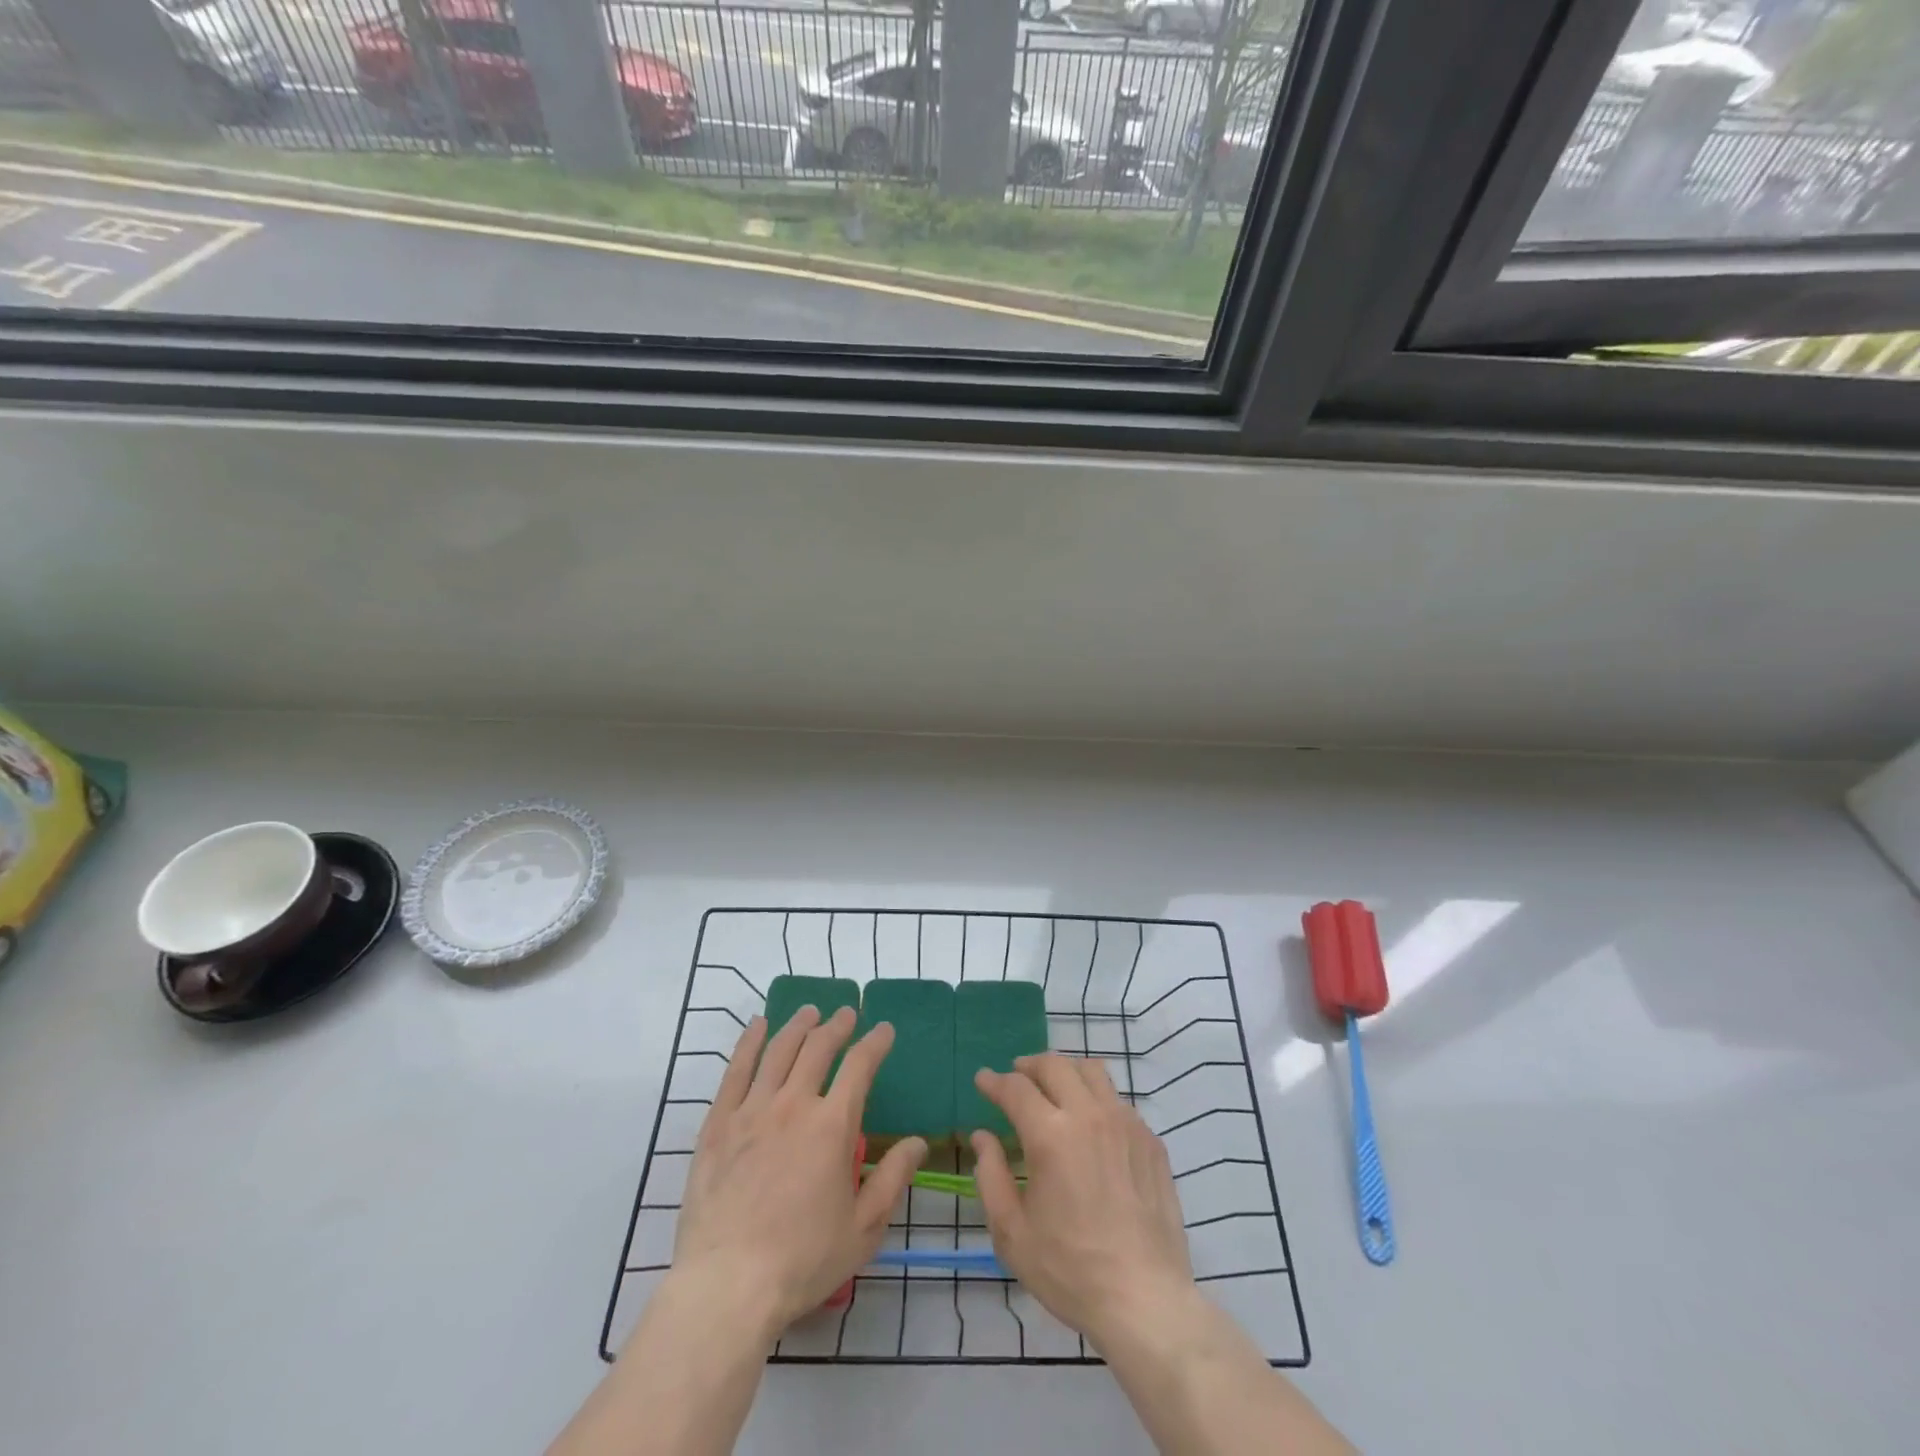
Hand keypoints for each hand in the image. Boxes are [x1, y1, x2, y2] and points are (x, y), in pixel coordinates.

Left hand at [673, 1006, 927, 1334]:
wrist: (727, 1285)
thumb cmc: (802, 1261)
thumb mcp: (863, 1229)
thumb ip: (892, 1178)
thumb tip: (918, 1142)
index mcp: (832, 1126)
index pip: (860, 1066)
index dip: (875, 1042)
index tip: (884, 1030)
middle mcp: (794, 1105)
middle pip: (818, 1047)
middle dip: (837, 1026)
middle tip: (846, 1014)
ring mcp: (752, 1111)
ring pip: (779, 1050)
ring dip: (798, 1025)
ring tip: (809, 1011)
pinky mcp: (718, 1124)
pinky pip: (736, 1070)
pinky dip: (750, 1042)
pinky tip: (758, 1026)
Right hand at [971, 1053, 1194, 1346]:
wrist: (1145, 1300)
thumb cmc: (1070, 1271)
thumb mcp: (1012, 1233)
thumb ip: (991, 1176)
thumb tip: (983, 1136)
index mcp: (1050, 1135)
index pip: (1015, 1088)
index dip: (994, 1081)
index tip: (982, 1079)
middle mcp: (1088, 1115)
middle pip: (1055, 1065)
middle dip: (1029, 1065)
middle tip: (1016, 1076)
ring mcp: (1125, 1123)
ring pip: (1092, 1070)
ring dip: (1066, 1071)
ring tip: (1054, 1086)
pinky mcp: (1150, 1140)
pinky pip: (1118, 1100)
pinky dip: (1096, 1098)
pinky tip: (1091, 1124)